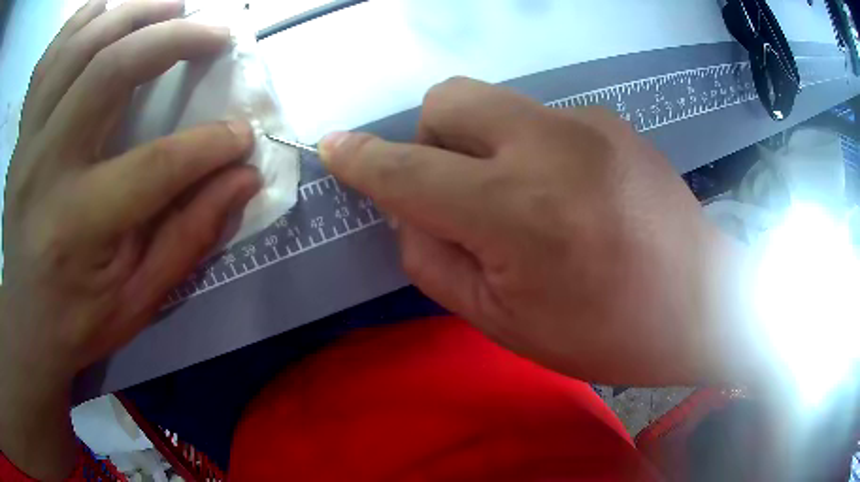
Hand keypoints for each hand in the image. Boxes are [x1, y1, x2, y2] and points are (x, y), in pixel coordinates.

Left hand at [0, 1, 259, 478]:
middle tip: (213, 32)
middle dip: (172, 39)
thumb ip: (189, 236)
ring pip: (78, 47)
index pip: (156, 166)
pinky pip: (48, 58)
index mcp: (79, 226)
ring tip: (169, 8)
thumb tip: (243, 179)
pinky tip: (105, 13)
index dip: (210, 144)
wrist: (25, 324)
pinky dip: (79, 22)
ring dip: (130, 13)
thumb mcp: (139, 300)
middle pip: (109, 71)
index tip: (243, 134)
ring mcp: (27, 141)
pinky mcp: (22, 132)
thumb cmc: (79, 321)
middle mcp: (45, 168)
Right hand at [320, 78, 760, 386]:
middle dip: (429, 138)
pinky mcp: (612, 121)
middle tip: (456, 191)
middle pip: (449, 99)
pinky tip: (569, 193)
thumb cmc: (609, 334)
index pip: (409, 170)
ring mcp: (588, 123)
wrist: (703, 305)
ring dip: (481, 146)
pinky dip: (528, 149)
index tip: (334, 148)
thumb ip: (436, 262)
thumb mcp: (505, 324)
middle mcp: (549, 145)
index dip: (362, 159)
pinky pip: (540, 119)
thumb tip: (408, 213)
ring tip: (525, 202)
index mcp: (517, 212)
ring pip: (495, 105)